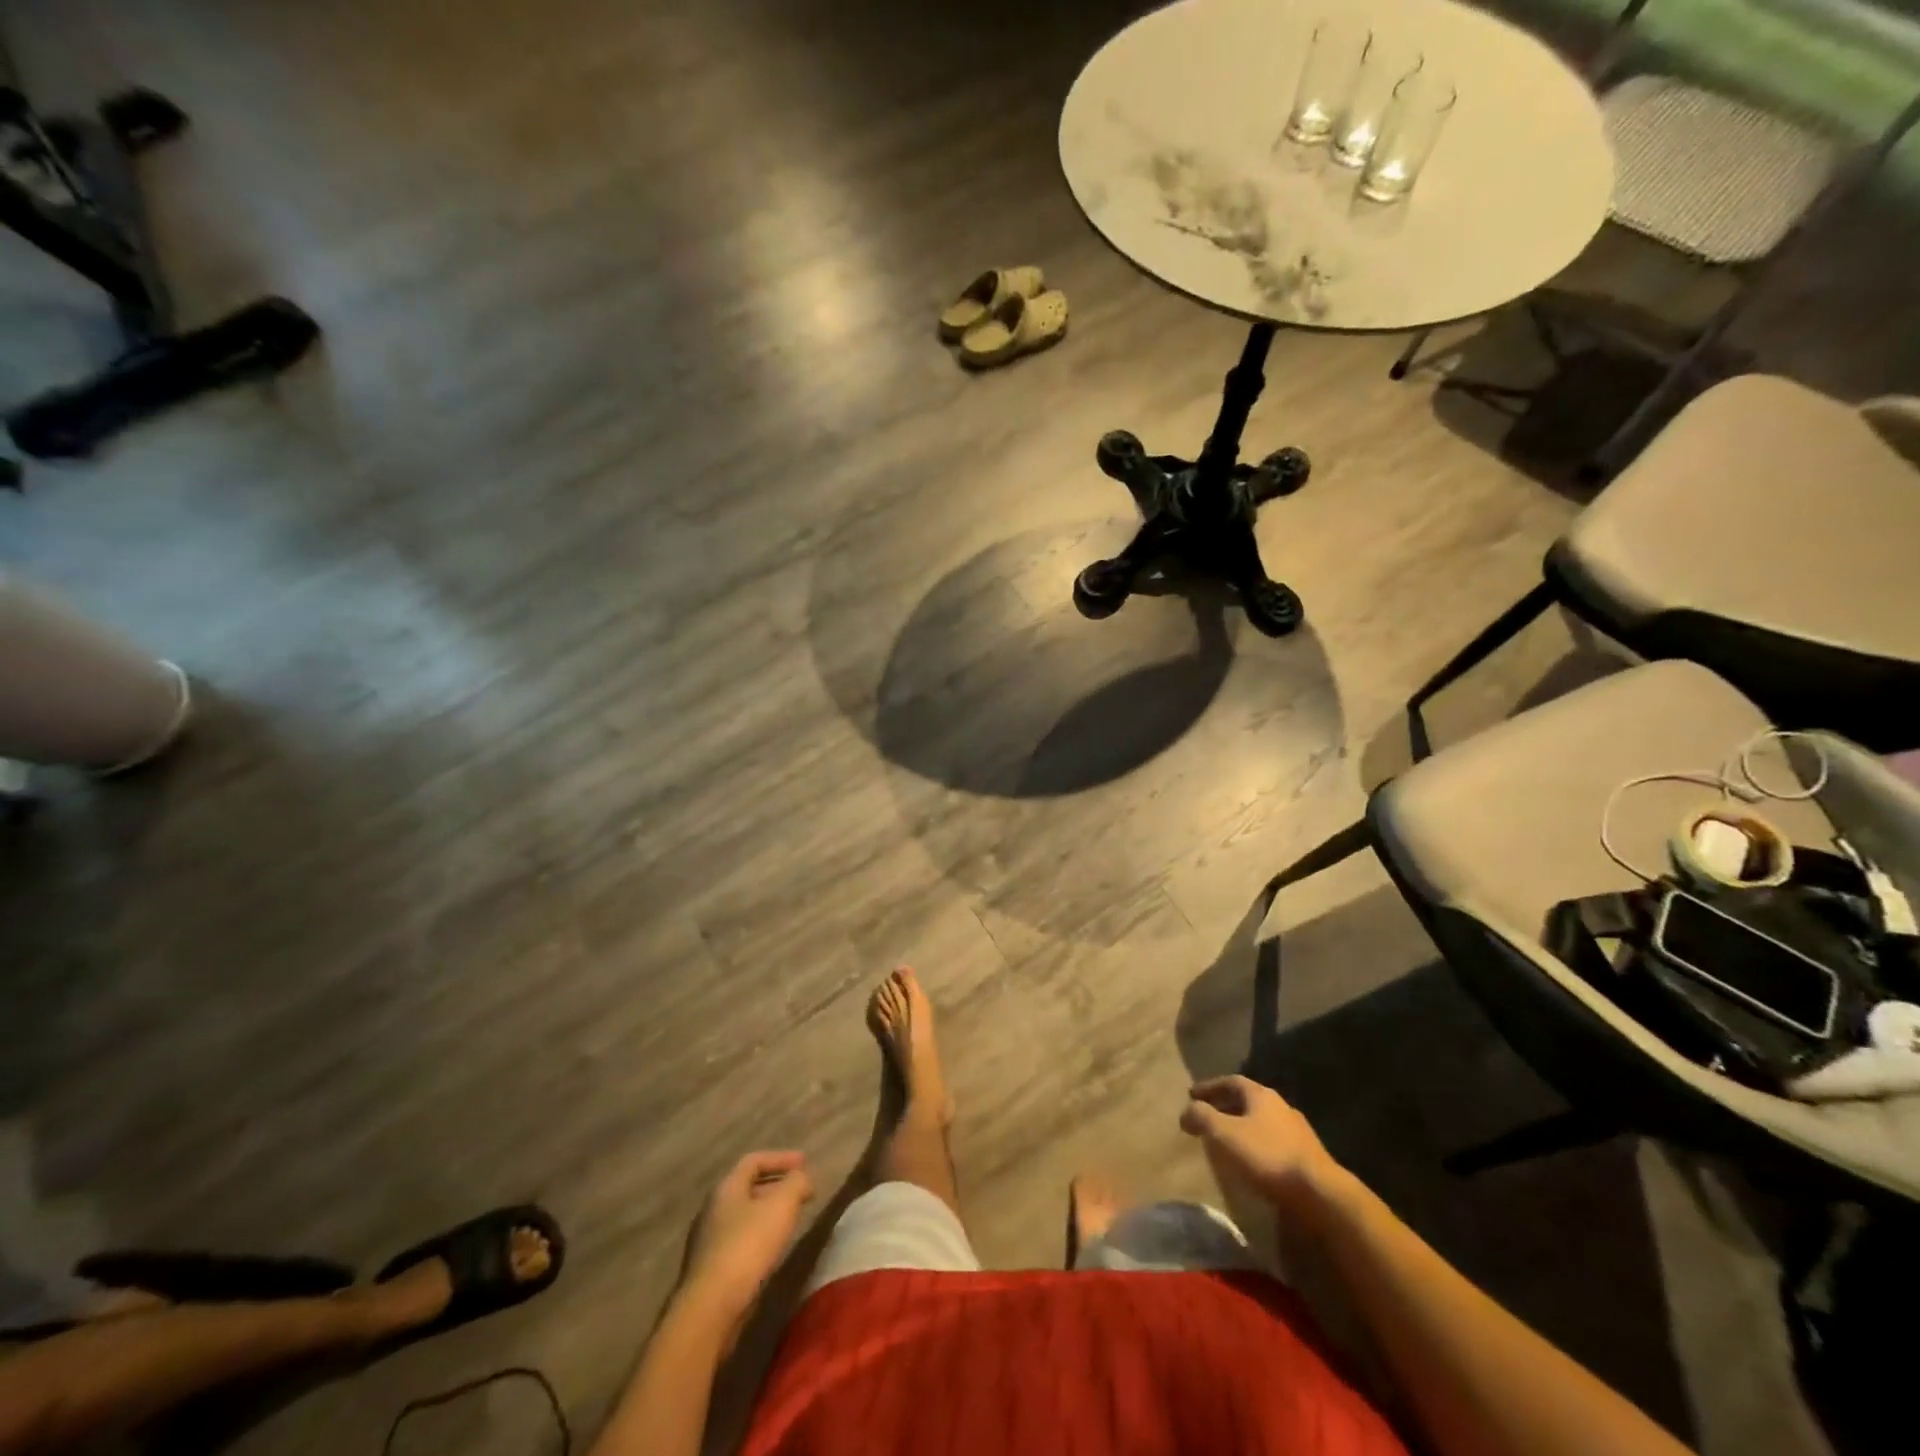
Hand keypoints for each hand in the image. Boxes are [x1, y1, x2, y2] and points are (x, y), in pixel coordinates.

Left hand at [681, 1151, 814, 1318]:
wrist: (709, 1310)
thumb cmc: (747, 1247)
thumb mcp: (782, 1206)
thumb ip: (796, 1184)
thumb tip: (802, 1177)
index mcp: (726, 1188)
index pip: (754, 1161)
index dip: (781, 1158)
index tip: (805, 1162)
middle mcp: (712, 1209)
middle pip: (747, 1188)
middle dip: (776, 1186)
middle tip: (801, 1192)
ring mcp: (706, 1242)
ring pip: (743, 1216)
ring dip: (768, 1213)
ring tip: (790, 1220)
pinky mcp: (708, 1271)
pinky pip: (738, 1241)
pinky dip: (759, 1236)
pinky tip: (772, 1250)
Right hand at [1180, 1076, 1343, 1209]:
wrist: (1320, 1193)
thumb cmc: (1267, 1156)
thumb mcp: (1224, 1133)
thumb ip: (1201, 1117)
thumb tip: (1186, 1111)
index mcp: (1261, 1095)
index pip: (1230, 1081)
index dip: (1209, 1087)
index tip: (1192, 1095)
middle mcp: (1280, 1106)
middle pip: (1247, 1100)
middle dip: (1225, 1106)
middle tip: (1207, 1117)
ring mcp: (1297, 1131)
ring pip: (1262, 1122)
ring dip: (1242, 1127)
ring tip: (1227, 1141)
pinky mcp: (1307, 1156)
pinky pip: (1274, 1142)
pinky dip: (1257, 1145)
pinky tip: (1251, 1161)